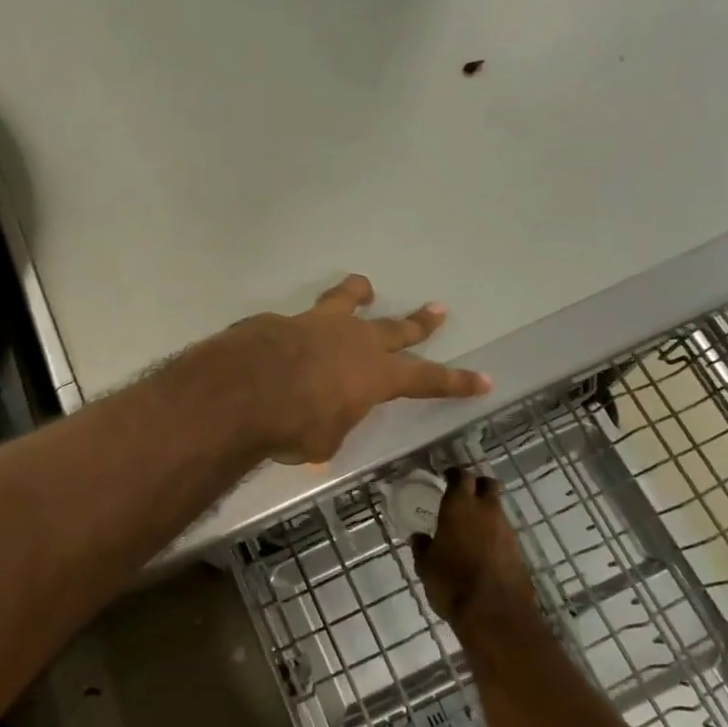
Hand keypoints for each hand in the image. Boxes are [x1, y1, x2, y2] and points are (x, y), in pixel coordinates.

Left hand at [220, 275, 490, 464]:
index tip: (484, 379)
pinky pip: (296, 322)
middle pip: (396, 328)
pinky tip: (283, 337)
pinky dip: (298, 328)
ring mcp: (318, 324)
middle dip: (419, 322)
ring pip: (345, 301)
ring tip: (365, 287)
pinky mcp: (281, 321)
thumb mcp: (323, 440)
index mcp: (376, 374)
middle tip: (437, 310)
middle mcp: (354, 341)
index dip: (457, 381)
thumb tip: (322, 420)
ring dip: (357, 294)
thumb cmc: (295, 425)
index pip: (428, 379)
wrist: (243, 389)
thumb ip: (332, 424)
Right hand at [411, 467, 537, 624]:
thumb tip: (420, 538)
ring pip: (497, 509)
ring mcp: (506, 530)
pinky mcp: (518, 550)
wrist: (495, 613)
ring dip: (486, 512)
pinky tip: (482, 549)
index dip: (454, 474)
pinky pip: (503, 533)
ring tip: (470, 527)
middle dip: (477, 485)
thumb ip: (422, 547)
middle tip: (464, 494)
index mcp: (459, 505)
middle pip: (487, 484)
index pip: (461, 476)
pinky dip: (493, 535)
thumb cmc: (452, 582)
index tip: (446, 477)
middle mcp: (486, 510)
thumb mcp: (426, 566)